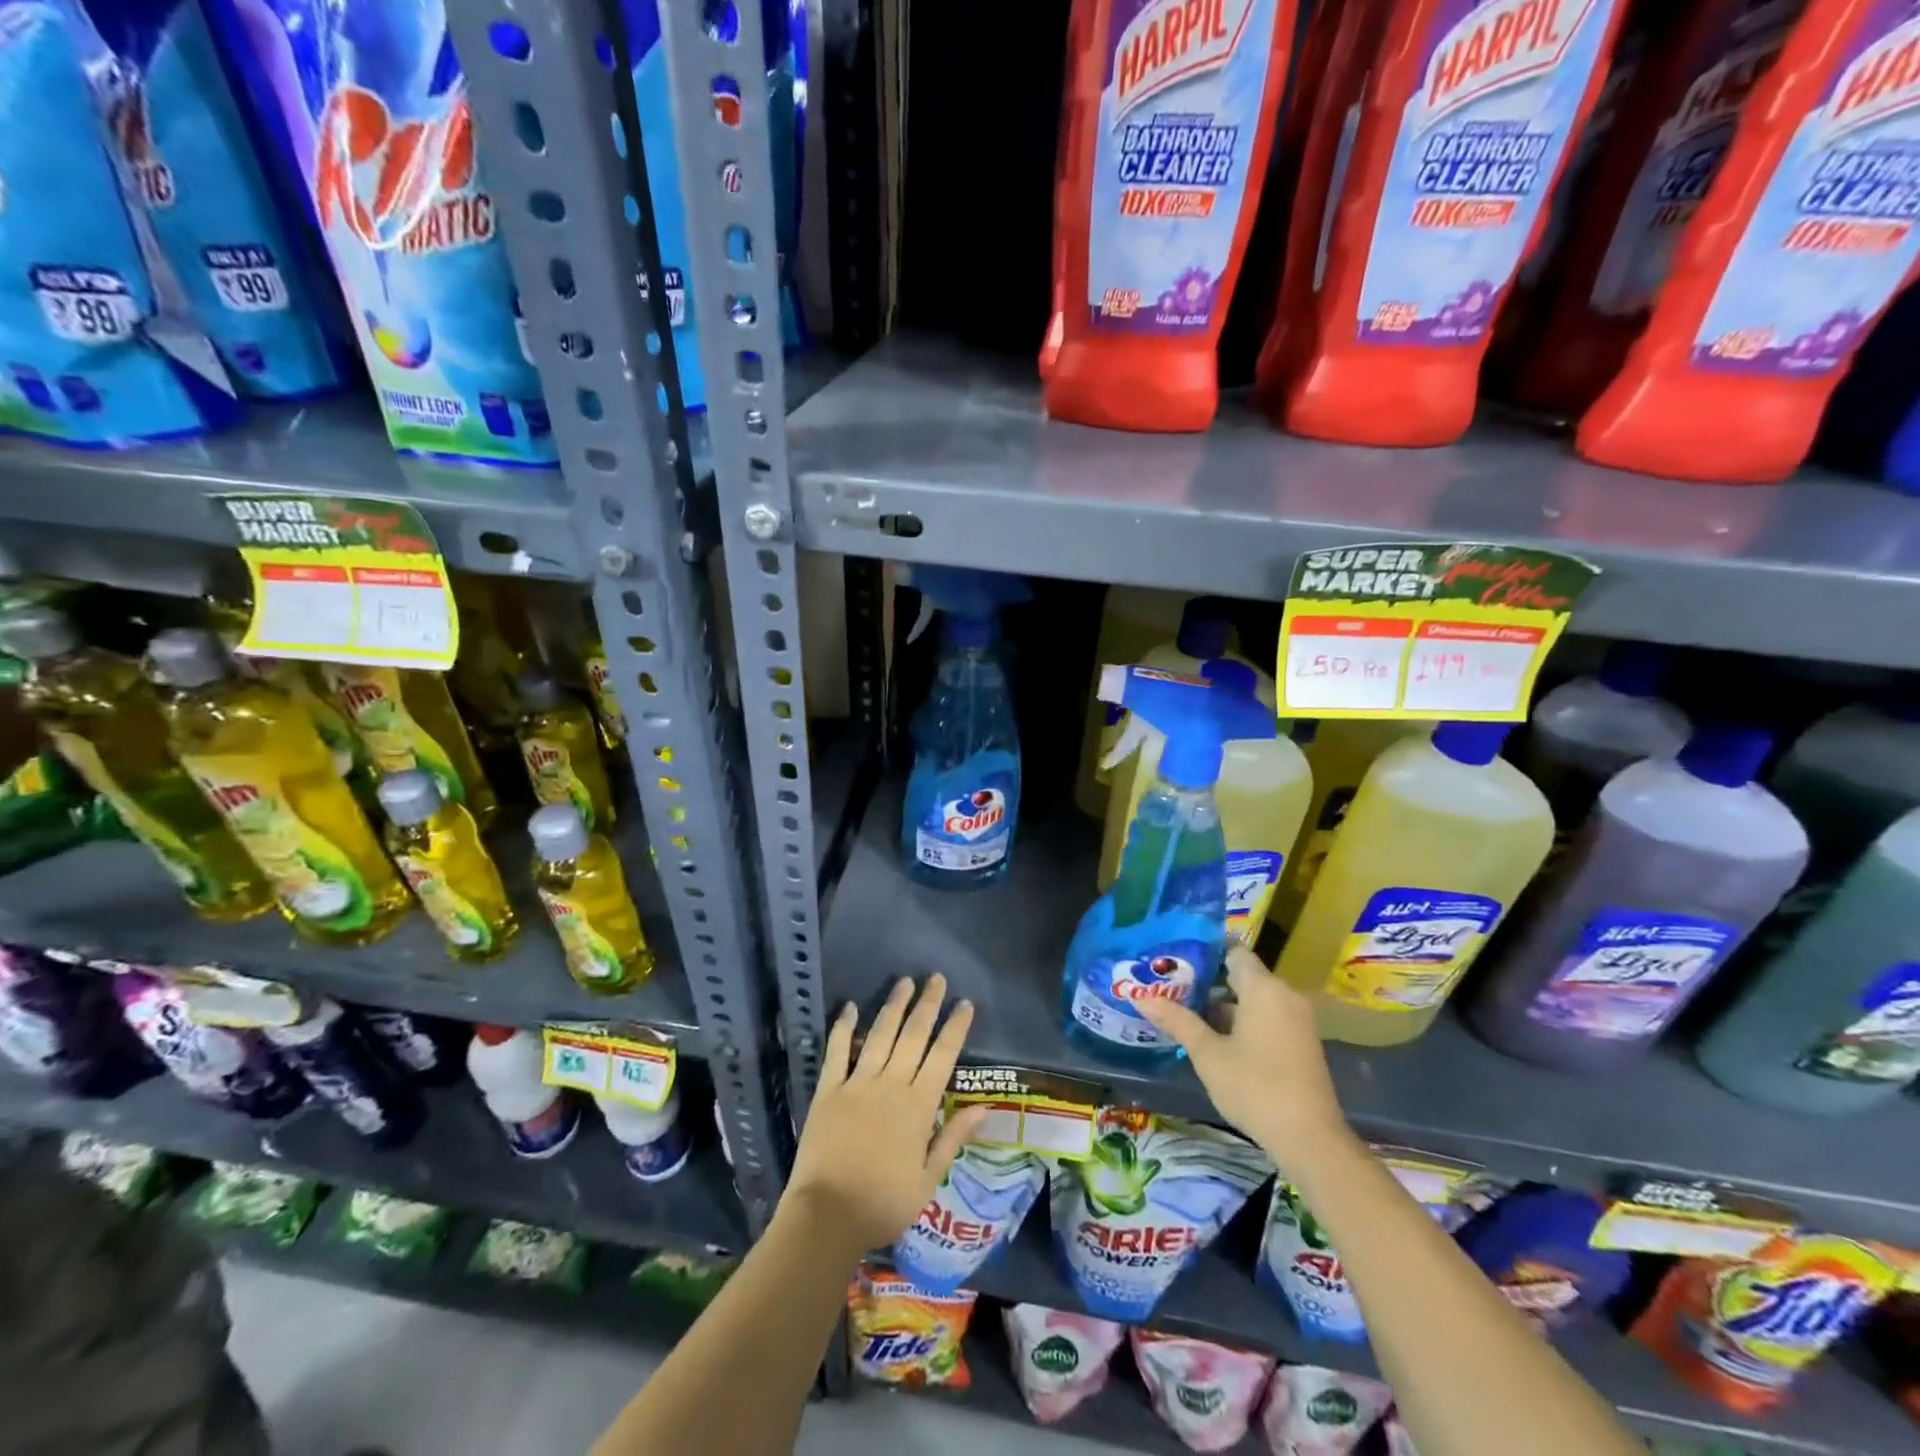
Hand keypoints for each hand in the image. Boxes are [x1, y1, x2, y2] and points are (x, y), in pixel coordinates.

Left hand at [783, 974, 989, 1253]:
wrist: (828, 1215)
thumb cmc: (883, 1203)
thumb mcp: (928, 1180)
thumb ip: (953, 1138)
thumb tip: (985, 1107)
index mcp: (918, 1106)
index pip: (942, 1056)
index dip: (955, 1028)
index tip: (965, 1003)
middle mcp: (891, 1085)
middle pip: (913, 1036)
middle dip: (927, 1005)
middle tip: (936, 978)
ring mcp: (857, 1083)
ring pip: (880, 1035)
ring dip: (893, 1006)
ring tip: (904, 981)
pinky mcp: (828, 1090)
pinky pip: (836, 1051)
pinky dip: (843, 1027)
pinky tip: (850, 1006)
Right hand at [1136, 945, 1350, 1166]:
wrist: (1310, 1140)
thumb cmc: (1255, 1087)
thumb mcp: (1208, 1054)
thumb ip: (1177, 1020)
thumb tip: (1139, 997)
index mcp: (1264, 988)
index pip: (1234, 952)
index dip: (1205, 952)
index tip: (1176, 958)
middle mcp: (1285, 995)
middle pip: (1242, 975)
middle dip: (1207, 980)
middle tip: (1170, 985)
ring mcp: (1296, 1020)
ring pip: (1253, 998)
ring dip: (1223, 1004)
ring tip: (1184, 1009)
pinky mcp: (1301, 1042)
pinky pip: (1266, 1017)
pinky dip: (1242, 1020)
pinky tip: (1213, 1036)